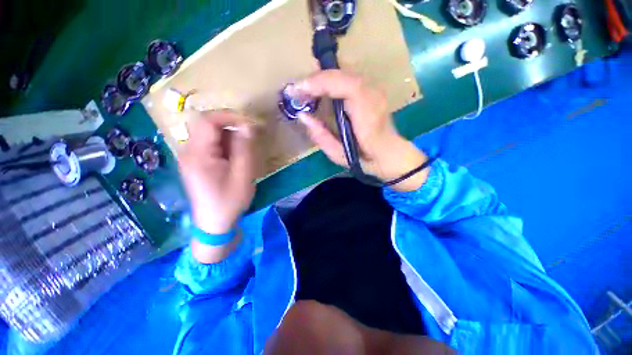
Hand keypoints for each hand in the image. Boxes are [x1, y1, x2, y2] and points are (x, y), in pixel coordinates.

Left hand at [178, 110, 255, 234]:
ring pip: (209, 134)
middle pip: (207, 125)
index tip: (249, 124)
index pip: (208, 121)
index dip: (229, 116)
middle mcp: (188, 151)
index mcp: (198, 155)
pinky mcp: (195, 162)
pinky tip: (234, 159)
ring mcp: (190, 157)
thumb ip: (244, 149)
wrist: (214, 223)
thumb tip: (247, 126)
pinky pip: (210, 144)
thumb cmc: (230, 201)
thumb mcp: (243, 175)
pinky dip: (224, 145)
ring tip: (242, 153)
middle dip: (230, 127)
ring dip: (229, 137)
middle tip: (249, 139)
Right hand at [291, 70, 428, 191]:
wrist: (389, 154)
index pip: (346, 86)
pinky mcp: (372, 89)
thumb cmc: (364, 159)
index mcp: (368, 115)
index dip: (320, 83)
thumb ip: (321, 136)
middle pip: (342, 74)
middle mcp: (374, 96)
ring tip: (305, 90)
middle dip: (316, 79)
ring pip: (344, 73)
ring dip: (322, 79)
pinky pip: (348, 78)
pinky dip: (331, 81)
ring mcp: (375, 90)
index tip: (298, 90)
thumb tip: (303, 116)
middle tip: (297, 91)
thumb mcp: (339, 155)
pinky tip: (320, 90)